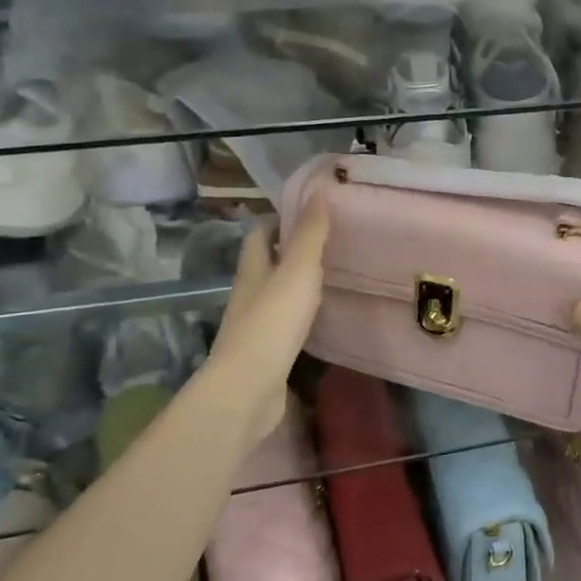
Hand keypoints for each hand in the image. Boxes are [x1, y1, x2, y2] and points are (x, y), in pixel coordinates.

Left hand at [200, 199, 330, 445]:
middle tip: (329, 245)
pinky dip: (301, 318)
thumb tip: (318, 192)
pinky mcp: (266, 354)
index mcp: (252, 270)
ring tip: (332, 279)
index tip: (310, 214)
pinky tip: (322, 320)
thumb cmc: (273, 322)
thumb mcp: (298, 271)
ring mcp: (254, 326)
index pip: (259, 235)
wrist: (249, 388)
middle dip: (290, 253)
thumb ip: (310, 235)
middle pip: (266, 265)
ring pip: (275, 296)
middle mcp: (249, 294)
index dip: (279, 221)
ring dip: (296, 287)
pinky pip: (284, 327)